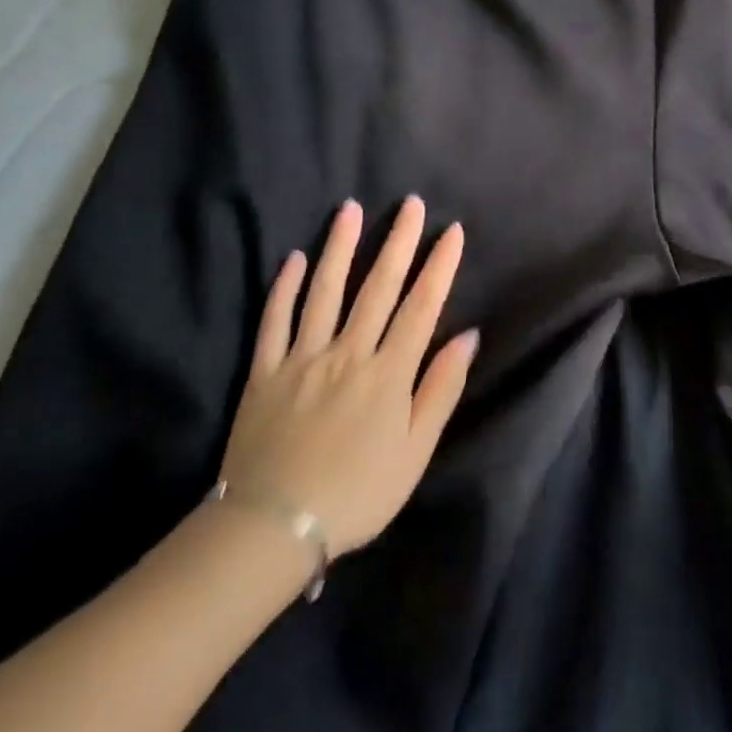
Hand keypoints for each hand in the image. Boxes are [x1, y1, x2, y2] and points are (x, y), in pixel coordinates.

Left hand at [219, 197, 475, 557]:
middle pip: (377, 287)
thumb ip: (440, 390)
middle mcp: (348, 352)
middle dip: (397, 241)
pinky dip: (285, 287)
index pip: (421, 307)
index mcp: (388, 373)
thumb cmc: (357, 494)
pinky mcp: (264, 371)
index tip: (451, 231)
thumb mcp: (415, 452)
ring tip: (349, 209)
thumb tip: (467, 338)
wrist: (273, 528)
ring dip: (340, 247)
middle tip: (409, 203)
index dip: (439, 266)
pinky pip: (275, 321)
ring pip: (324, 291)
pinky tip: (293, 258)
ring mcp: (302, 358)